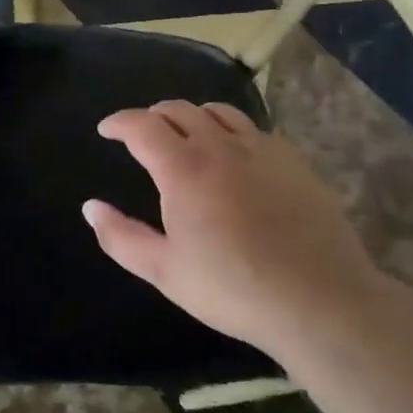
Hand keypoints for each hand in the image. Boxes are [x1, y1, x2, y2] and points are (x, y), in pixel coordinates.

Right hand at [83, 100, 385, 355]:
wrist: (322, 303)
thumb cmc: (234, 289)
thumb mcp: (164, 271)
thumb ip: (120, 237)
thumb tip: (90, 207)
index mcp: (182, 169)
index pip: (141, 125)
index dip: (119, 122)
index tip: (106, 130)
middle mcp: (219, 147)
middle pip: (178, 110)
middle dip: (153, 115)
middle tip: (143, 133)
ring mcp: (261, 150)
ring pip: (218, 112)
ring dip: (193, 116)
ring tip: (187, 134)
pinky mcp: (294, 162)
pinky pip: (254, 129)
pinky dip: (231, 130)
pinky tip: (235, 153)